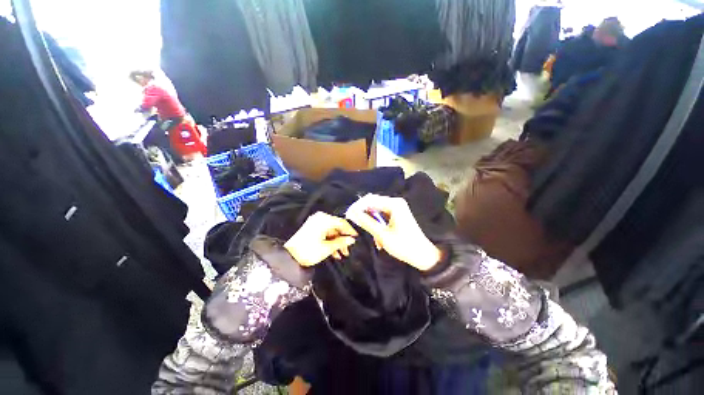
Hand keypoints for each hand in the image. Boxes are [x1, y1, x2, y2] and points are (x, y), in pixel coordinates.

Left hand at [284, 212, 357, 266]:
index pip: (341, 223)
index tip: (356, 238)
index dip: (350, 231)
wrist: (289, 257)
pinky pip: (325, 233)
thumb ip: (341, 242)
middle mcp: (320, 218)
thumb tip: (351, 240)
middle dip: (343, 239)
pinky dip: (329, 241)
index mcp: (324, 220)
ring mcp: (315, 223)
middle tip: (347, 250)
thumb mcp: (327, 248)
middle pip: (336, 227)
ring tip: (341, 254)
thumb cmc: (309, 251)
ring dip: (337, 242)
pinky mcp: (312, 228)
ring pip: (331, 231)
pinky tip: (334, 253)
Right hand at [346, 194, 441, 270]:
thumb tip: (352, 214)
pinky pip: (381, 213)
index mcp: (394, 204)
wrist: (423, 255)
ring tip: (364, 228)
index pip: (369, 200)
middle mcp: (395, 202)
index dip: (357, 206)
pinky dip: (376, 221)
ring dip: (369, 217)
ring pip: (376, 208)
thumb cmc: (404, 246)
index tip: (347, 215)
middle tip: (352, 221)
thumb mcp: (383, 235)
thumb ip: (367, 223)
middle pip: (372, 202)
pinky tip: (374, 231)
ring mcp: (397, 207)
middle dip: (362, 211)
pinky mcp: (397, 213)